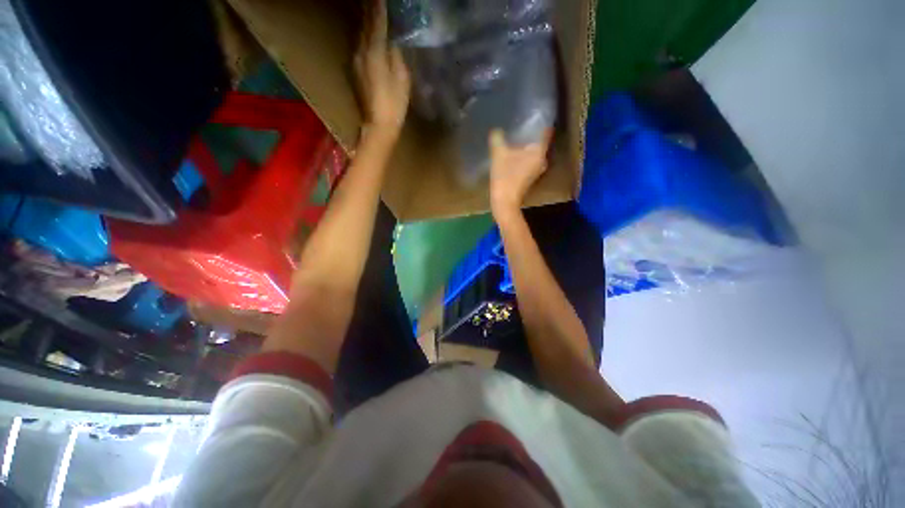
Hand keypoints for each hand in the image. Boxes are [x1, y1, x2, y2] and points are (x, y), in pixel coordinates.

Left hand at [354, 2, 410, 138]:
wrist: (378, 126)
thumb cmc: (394, 105)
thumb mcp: (402, 79)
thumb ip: (396, 57)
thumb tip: (392, 43)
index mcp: (374, 53)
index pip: (376, 23)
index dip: (379, 8)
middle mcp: (360, 53)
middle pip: (364, 26)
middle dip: (369, 11)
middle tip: (375, 1)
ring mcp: (355, 63)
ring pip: (360, 36)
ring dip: (366, 23)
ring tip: (371, 11)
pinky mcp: (355, 72)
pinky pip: (360, 47)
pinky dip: (365, 37)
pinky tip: (369, 35)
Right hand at [489, 129, 552, 219]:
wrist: (504, 202)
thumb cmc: (505, 177)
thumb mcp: (499, 155)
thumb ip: (498, 139)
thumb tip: (496, 130)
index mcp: (539, 152)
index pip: (545, 131)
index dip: (540, 121)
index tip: (532, 113)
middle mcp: (542, 160)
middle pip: (538, 141)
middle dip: (530, 133)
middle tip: (519, 122)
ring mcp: (536, 170)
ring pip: (533, 152)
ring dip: (525, 144)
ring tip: (514, 135)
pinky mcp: (529, 176)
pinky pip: (528, 160)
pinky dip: (522, 154)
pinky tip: (512, 151)